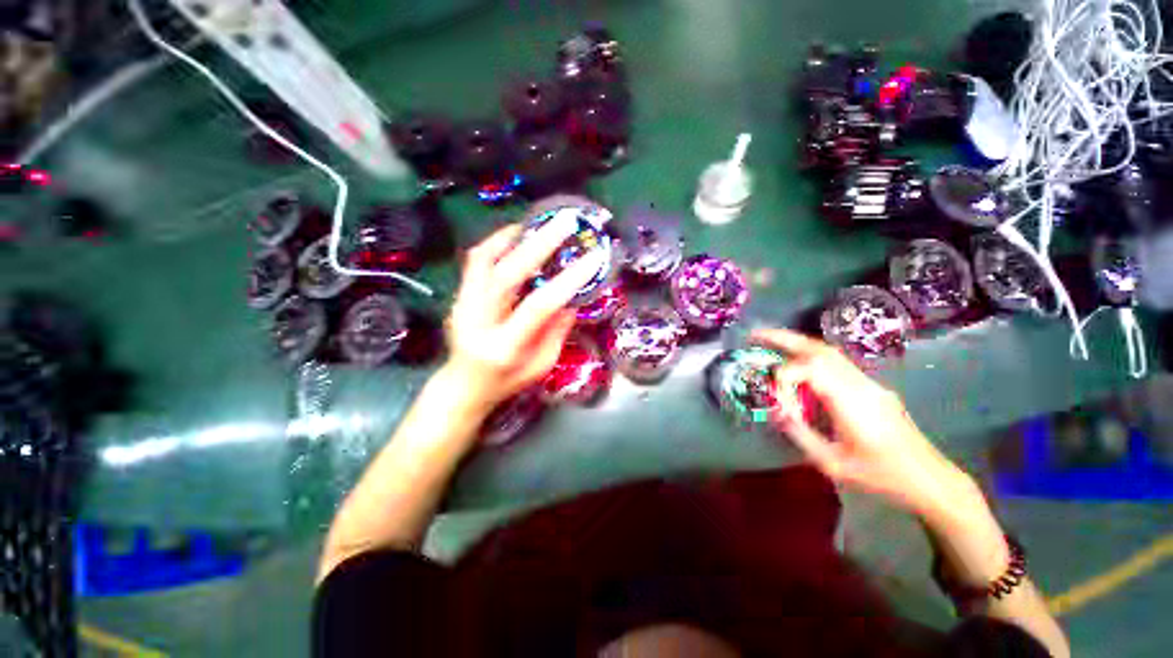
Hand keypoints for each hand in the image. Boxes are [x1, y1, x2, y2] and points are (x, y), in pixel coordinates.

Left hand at [444, 221, 606, 413]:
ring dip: (515, 237)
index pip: (538, 306)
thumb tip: (571, 298)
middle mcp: (479, 322)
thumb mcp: (541, 365)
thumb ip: (557, 331)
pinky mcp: (458, 296)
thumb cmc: (507, 382)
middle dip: (540, 245)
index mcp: (505, 346)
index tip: (593, 258)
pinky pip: (476, 261)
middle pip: (508, 275)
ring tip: (539, 223)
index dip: (567, 280)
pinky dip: (496, 242)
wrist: (462, 387)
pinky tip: (515, 235)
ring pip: (485, 260)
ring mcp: (463, 305)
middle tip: (565, 223)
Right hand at [752, 328, 977, 515]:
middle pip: (820, 349)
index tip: (778, 401)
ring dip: (797, 344)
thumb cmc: (881, 476)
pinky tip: (798, 365)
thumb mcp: (833, 464)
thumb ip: (800, 435)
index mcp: (852, 402)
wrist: (929, 478)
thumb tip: (777, 412)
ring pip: (828, 352)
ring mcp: (868, 383)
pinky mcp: (871, 387)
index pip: (811, 369)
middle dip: (784, 338)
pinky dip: (810, 356)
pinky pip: (836, 363)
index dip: (785, 378)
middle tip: (755, 335)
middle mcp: (860, 384)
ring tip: (770, 342)